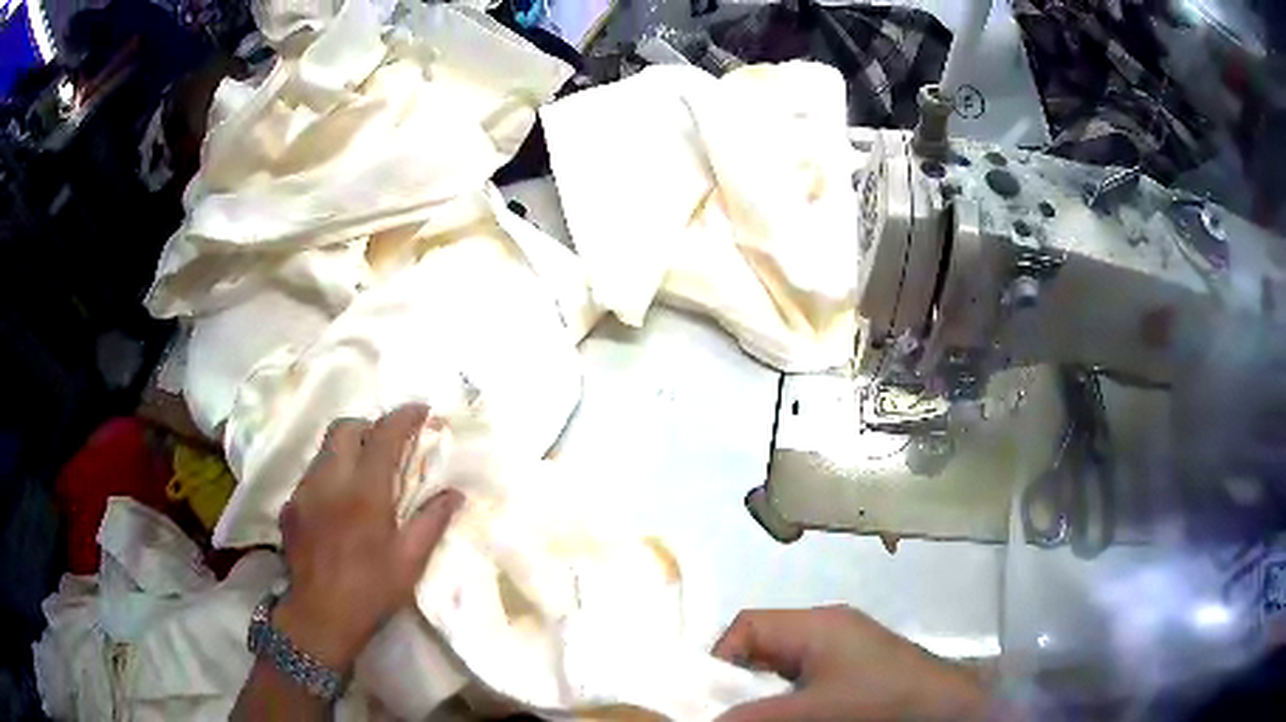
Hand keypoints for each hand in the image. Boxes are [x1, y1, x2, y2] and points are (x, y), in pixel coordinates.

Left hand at [273, 404, 461, 670]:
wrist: (320, 616)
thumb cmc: (371, 590)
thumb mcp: (410, 561)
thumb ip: (431, 521)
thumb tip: (454, 493)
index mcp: (365, 492)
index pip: (384, 436)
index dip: (404, 417)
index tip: (420, 410)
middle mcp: (330, 480)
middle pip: (345, 428)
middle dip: (369, 427)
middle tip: (387, 445)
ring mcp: (304, 491)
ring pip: (324, 450)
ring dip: (347, 450)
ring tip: (362, 476)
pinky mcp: (290, 506)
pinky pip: (311, 476)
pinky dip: (329, 476)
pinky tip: (338, 506)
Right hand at [714, 606, 988, 721]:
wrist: (946, 708)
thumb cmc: (880, 699)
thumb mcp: (813, 710)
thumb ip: (758, 715)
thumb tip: (713, 720)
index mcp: (816, 624)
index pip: (749, 626)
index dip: (722, 658)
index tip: (715, 699)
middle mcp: (828, 627)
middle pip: (764, 645)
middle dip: (742, 681)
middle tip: (735, 713)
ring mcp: (844, 647)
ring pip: (784, 665)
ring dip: (766, 692)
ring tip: (764, 717)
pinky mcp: (857, 667)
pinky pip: (806, 676)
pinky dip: (790, 696)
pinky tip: (797, 716)